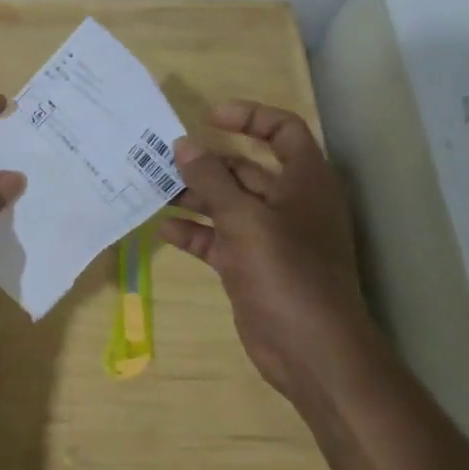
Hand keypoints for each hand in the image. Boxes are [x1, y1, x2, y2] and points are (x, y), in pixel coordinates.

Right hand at [162, 100, 366, 402]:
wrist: (312, 352)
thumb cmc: (286, 272)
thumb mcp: (244, 219)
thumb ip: (211, 179)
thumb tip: (183, 144)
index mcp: (304, 182)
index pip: (283, 131)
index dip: (250, 117)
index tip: (209, 118)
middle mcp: (289, 203)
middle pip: (247, 168)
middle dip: (208, 162)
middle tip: (165, 157)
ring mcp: (271, 237)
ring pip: (229, 204)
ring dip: (196, 195)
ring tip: (156, 189)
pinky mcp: (252, 266)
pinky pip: (219, 238)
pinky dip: (195, 231)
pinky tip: (165, 228)